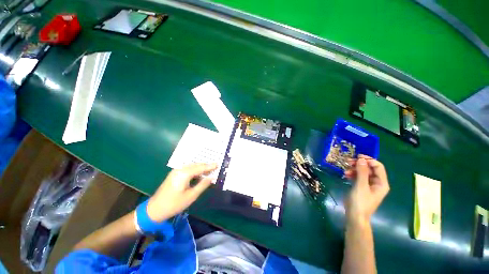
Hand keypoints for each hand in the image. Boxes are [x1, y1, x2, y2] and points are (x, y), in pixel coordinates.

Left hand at [146, 163, 216, 221]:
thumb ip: (202, 185)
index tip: (218, 164)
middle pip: (196, 165)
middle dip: (206, 166)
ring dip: (201, 168)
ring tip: (209, 171)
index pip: (200, 167)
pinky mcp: (174, 174)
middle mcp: (180, 169)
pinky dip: (195, 170)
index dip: (210, 166)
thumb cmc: (174, 204)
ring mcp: (176, 171)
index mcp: (184, 174)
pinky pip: (187, 169)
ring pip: (192, 166)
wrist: (154, 209)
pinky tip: (199, 174)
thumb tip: (212, 177)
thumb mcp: (191, 196)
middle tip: (215, 167)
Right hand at [344, 155, 388, 225]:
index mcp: (381, 183)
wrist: (355, 216)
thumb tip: (361, 159)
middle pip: (370, 168)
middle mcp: (377, 183)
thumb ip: (362, 172)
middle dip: (359, 164)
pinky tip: (345, 175)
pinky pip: (358, 177)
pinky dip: (352, 174)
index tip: (357, 157)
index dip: (369, 160)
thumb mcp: (361, 186)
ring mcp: (369, 185)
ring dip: (354, 169)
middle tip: (348, 161)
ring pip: (363, 172)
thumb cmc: (360, 202)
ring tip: (345, 170)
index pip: (378, 167)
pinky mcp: (361, 187)